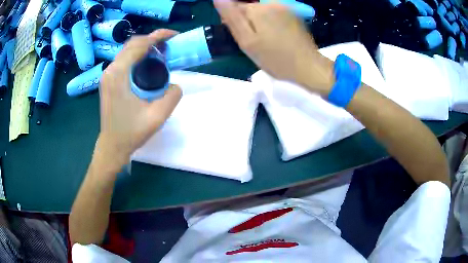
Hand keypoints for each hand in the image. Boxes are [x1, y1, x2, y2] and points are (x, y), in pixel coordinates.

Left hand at [97, 30, 181, 166]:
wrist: (113, 145)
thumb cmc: (132, 132)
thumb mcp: (158, 116)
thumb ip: (172, 95)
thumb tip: (173, 83)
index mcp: (119, 74)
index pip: (139, 44)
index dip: (158, 36)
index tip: (174, 36)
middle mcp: (110, 70)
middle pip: (132, 43)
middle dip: (152, 40)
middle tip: (169, 46)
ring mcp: (107, 74)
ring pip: (127, 50)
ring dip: (144, 47)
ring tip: (160, 54)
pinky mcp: (108, 80)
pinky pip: (123, 60)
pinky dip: (137, 56)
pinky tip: (147, 65)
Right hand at [214, 0, 333, 95]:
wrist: (308, 67)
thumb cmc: (275, 58)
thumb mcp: (247, 41)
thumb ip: (232, 17)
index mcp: (257, 9)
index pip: (235, 7)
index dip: (233, 21)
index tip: (240, 36)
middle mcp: (271, 3)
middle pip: (249, 7)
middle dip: (247, 21)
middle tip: (254, 41)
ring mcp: (285, 8)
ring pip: (261, 11)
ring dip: (258, 22)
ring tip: (265, 40)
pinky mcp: (293, 15)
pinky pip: (274, 14)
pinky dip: (270, 23)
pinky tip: (275, 37)